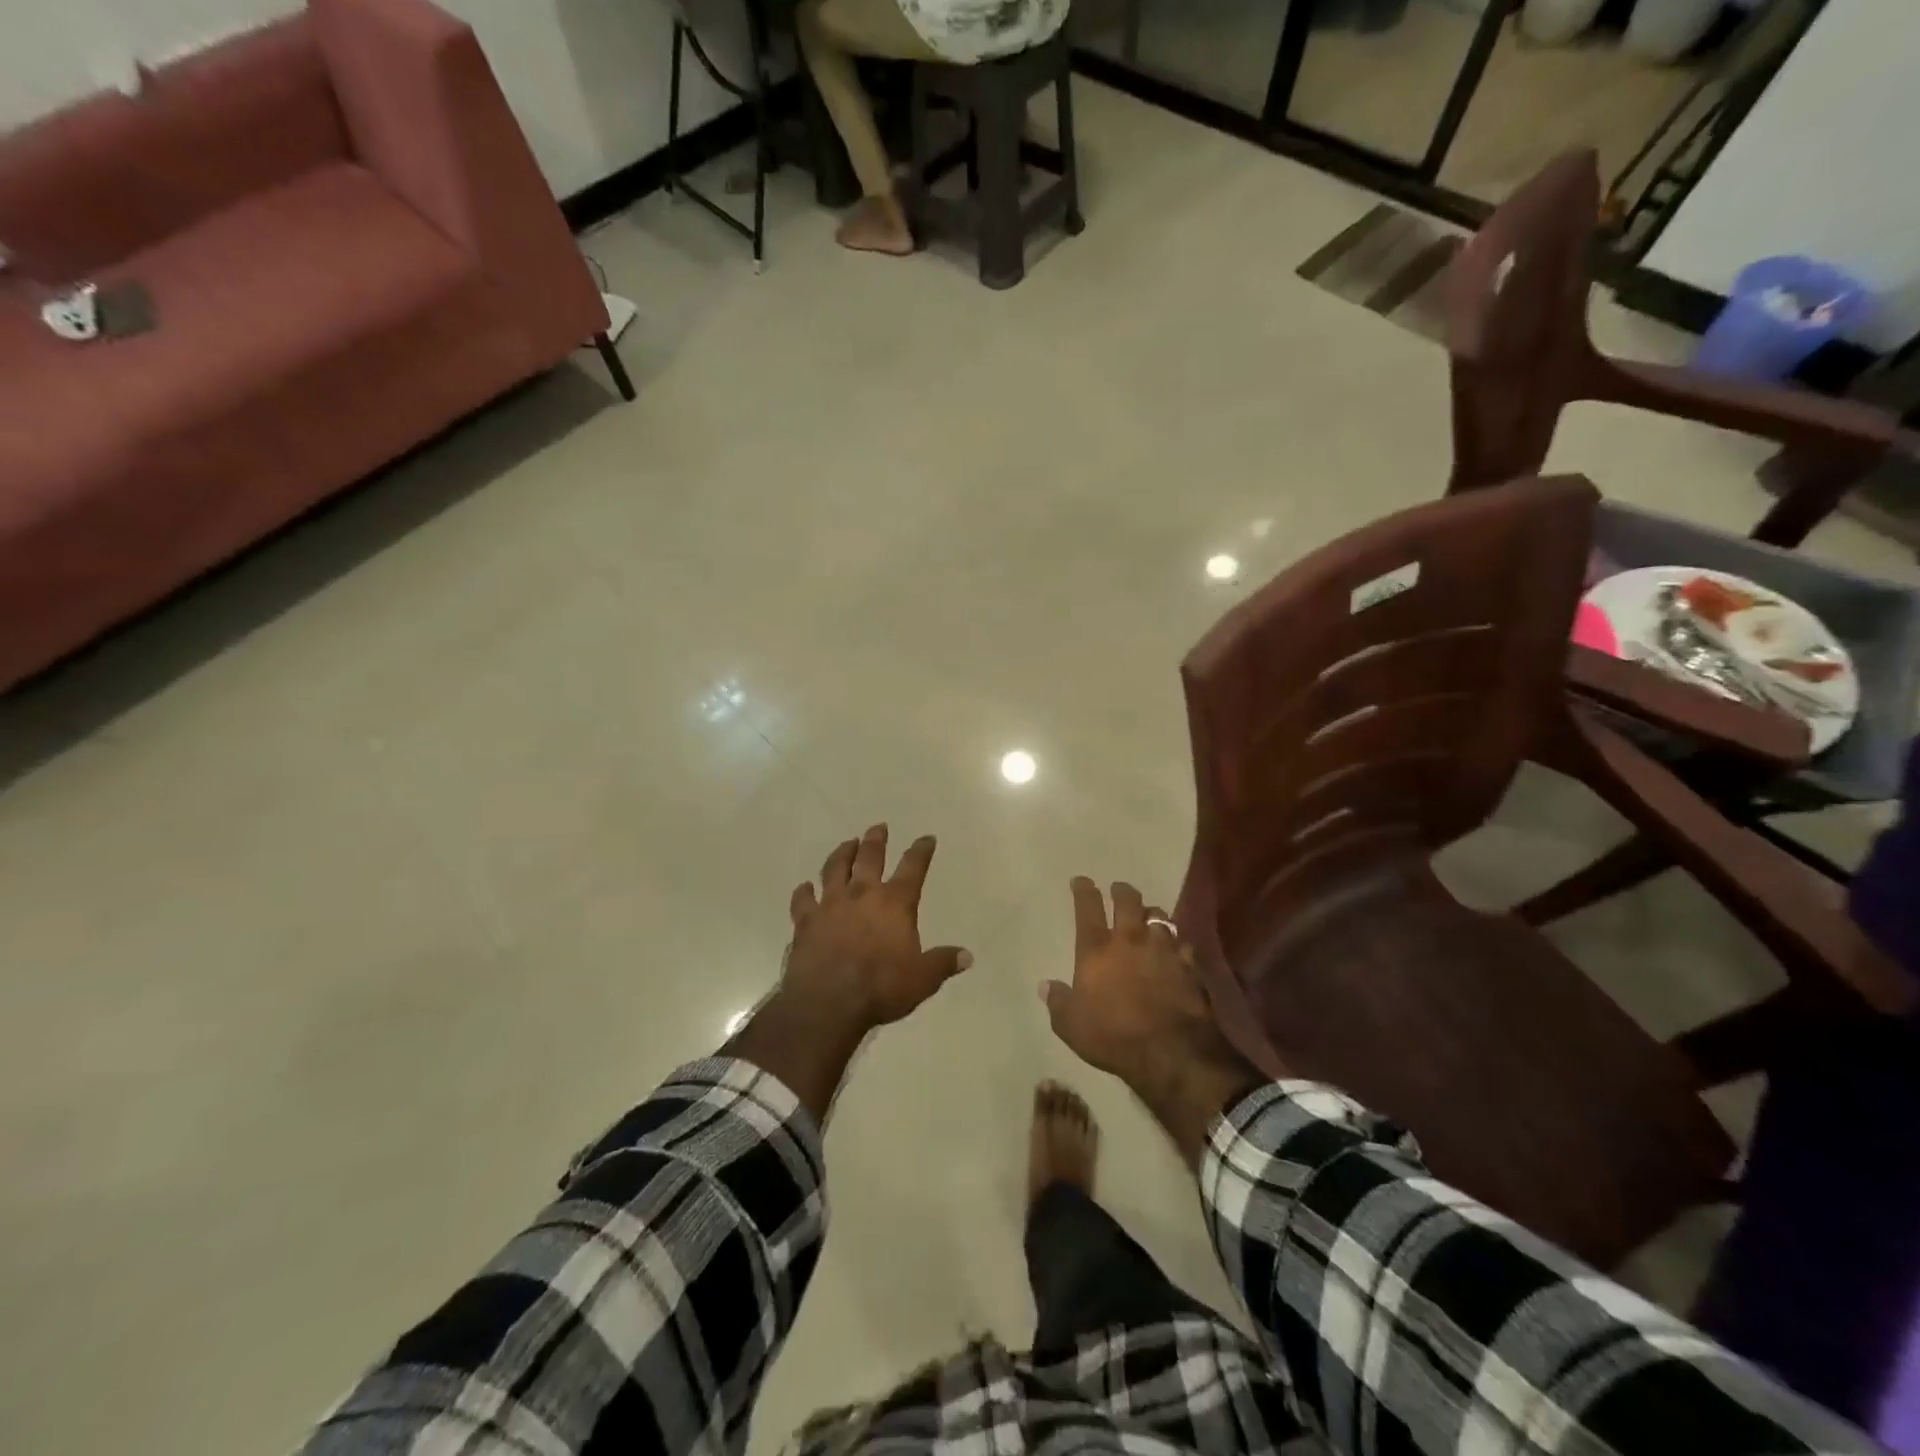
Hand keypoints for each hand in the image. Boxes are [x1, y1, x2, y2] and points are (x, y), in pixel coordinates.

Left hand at [783, 824, 971, 1032]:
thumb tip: (967, 956)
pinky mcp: (805, 921)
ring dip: (842, 853)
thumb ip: (943, 963)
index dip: (921, 851)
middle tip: (878, 827)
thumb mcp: (922, 979)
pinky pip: (803, 899)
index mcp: (895, 903)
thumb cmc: (881, 988)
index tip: (926, 838)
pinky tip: (805, 887)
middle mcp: (862, 894)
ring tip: (847, 844)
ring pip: (835, 868)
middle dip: (876, 839)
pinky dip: (804, 891)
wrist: (828, 1002)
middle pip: (870, 857)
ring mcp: (830, 905)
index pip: (913, 868)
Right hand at [1042, 878, 1261, 1163]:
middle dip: (1122, 891)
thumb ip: (1058, 1002)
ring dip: (1151, 914)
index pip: (1088, 908)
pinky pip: (1182, 945)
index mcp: (1097, 950)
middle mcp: (1130, 940)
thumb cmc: (1113, 1036)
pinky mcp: (1189, 966)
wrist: (1172, 1052)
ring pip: (1159, 916)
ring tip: (1148, 916)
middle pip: (1128, 901)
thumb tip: (1046, 986)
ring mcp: (1163, 950)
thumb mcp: (1071, 1026)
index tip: (1081, 881)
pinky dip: (1176, 944)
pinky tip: (1175, 951)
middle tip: (1119, 890)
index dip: (1083, 890)